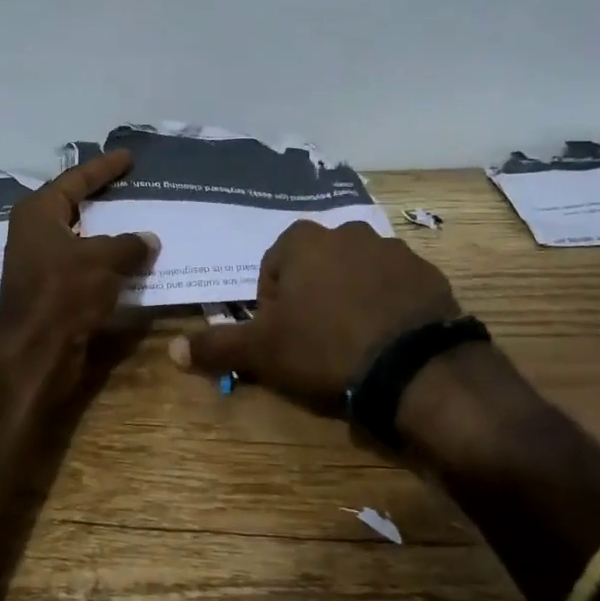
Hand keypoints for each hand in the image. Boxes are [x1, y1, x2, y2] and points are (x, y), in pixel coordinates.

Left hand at [0, 149, 157, 367]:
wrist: (35, 352)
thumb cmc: (63, 292)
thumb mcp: (103, 259)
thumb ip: (129, 244)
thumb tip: (150, 239)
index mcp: (38, 212)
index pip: (75, 179)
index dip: (104, 167)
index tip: (128, 157)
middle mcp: (35, 233)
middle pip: (75, 207)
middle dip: (105, 199)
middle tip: (135, 187)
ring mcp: (41, 264)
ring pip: (82, 239)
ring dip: (110, 234)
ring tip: (141, 224)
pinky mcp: (52, 291)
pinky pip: (86, 266)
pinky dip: (108, 262)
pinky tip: (133, 263)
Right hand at [168, 220, 458, 412]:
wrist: (415, 368)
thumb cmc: (325, 349)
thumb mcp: (263, 352)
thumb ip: (217, 346)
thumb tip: (172, 350)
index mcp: (302, 241)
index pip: (273, 268)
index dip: (273, 305)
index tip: (283, 337)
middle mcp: (347, 232)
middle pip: (315, 266)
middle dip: (311, 297)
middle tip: (316, 341)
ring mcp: (391, 249)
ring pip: (356, 273)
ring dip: (350, 297)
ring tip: (354, 342)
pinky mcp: (427, 272)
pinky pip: (394, 286)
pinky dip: (386, 305)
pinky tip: (387, 339)